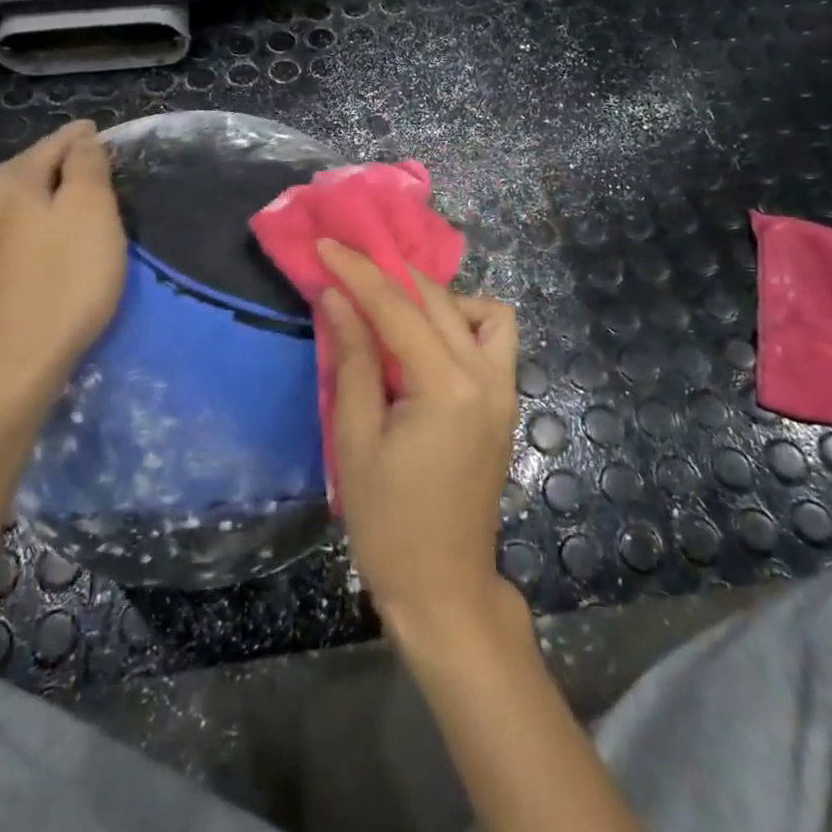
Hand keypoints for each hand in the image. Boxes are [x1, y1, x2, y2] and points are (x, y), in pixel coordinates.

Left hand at [0, 120, 126, 412]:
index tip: (94, 133)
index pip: (51, 146)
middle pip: (19, 181)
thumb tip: (81, 138)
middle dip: (48, 175)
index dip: (77, 139)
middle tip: (78, 180)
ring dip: (22, 217)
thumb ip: (87, 168)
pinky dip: (3, 256)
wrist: (9, 369)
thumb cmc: (65, 284)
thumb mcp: (93, 214)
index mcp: (11, 186)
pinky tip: (14, 272)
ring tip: (45, 228)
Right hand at [317, 239, 520, 646]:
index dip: (358, 271)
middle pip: (437, 299)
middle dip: (389, 275)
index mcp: (447, 386)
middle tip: (347, 269)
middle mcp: (486, 376)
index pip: (397, 308)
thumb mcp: (355, 439)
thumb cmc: (387, 522)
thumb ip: (353, 359)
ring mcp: (505, 387)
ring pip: (477, 310)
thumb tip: (337, 297)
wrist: (443, 586)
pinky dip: (462, 322)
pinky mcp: (505, 400)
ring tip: (390, 311)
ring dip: (434, 298)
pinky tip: (426, 342)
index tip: (326, 244)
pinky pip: (492, 337)